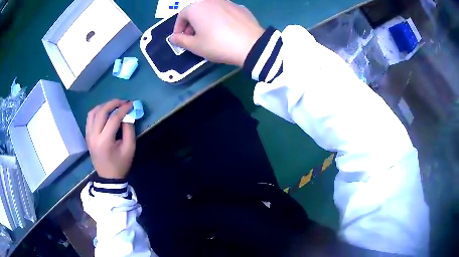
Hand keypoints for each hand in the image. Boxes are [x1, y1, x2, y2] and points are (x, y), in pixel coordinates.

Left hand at [86, 100, 135, 178]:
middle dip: (113, 103)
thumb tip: (127, 114)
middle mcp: (93, 136)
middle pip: (101, 112)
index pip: (113, 119)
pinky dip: (97, 111)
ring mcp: (88, 135)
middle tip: (123, 102)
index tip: (131, 104)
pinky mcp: (87, 136)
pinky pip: (90, 118)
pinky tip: (104, 112)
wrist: (108, 177)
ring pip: (93, 112)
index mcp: (105, 141)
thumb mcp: (129, 148)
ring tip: (113, 106)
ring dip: (104, 106)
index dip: (123, 109)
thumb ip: (129, 129)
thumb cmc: (121, 164)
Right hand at [171, 0, 263, 66]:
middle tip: (193, 37)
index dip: (178, 28)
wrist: (251, 45)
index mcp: (196, 8)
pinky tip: (224, 30)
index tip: (180, 38)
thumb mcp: (195, 46)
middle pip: (196, 11)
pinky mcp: (240, 7)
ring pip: (210, 10)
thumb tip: (174, 38)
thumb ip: (181, 41)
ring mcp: (227, 2)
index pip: (181, 15)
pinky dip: (219, 18)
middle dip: (191, 24)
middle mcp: (211, 1)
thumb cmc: (218, 44)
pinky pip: (224, 11)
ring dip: (205, 20)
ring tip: (208, 33)